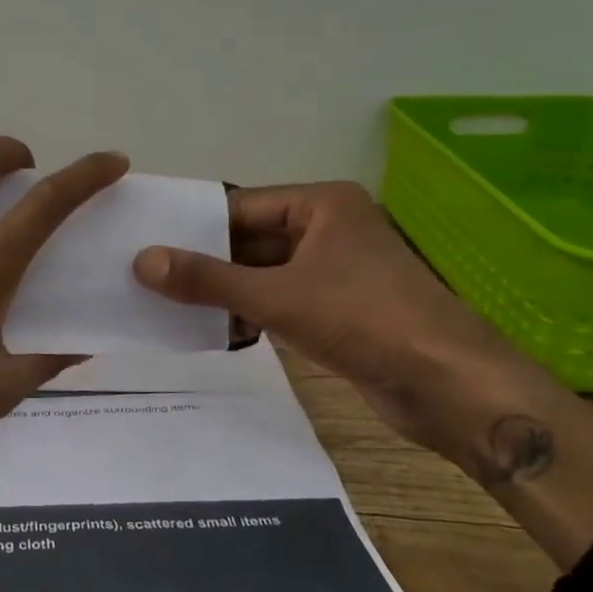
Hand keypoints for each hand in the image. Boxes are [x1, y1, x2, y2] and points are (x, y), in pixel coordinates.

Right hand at [132, 183, 534, 461]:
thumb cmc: (364, 320)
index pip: (240, 207)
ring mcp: (336, 271)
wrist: (451, 386)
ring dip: (224, 291)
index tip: (146, 243)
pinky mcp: (339, 310)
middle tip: (147, 277)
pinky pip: (281, 301)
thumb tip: (141, 261)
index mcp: (321, 205)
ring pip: (264, 274)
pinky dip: (249, 313)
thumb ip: (207, 279)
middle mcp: (328, 229)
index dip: (193, 226)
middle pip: (250, 240)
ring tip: (166, 304)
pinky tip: (210, 330)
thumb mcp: (276, 296)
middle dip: (206, 263)